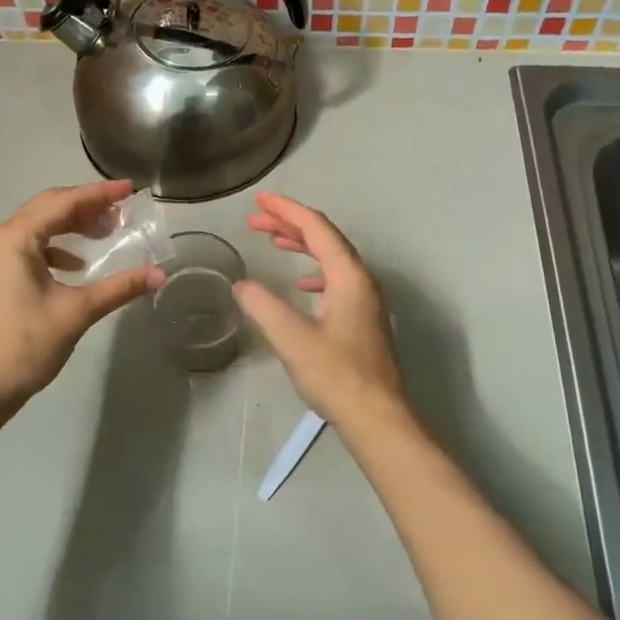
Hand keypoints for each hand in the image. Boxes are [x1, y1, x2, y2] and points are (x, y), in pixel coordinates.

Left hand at [0, 180, 162, 411]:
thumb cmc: (25, 345)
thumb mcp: (76, 312)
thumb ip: (119, 288)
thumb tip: (160, 275)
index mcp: (15, 239)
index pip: (63, 202)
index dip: (99, 194)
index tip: (131, 189)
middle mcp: (0, 239)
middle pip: (48, 208)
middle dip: (87, 206)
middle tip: (122, 211)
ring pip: (38, 227)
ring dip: (72, 225)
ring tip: (105, 232)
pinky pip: (30, 247)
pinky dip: (57, 247)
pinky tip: (77, 264)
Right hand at [233, 193, 406, 426]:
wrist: (377, 418)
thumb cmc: (336, 375)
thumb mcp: (292, 339)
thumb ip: (264, 306)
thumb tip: (242, 285)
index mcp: (349, 277)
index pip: (317, 229)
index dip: (287, 211)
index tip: (260, 201)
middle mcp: (362, 281)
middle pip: (326, 239)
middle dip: (291, 225)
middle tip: (257, 219)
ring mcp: (366, 300)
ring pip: (332, 258)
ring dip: (302, 246)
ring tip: (273, 241)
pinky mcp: (363, 319)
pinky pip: (336, 279)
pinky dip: (314, 270)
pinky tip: (300, 283)